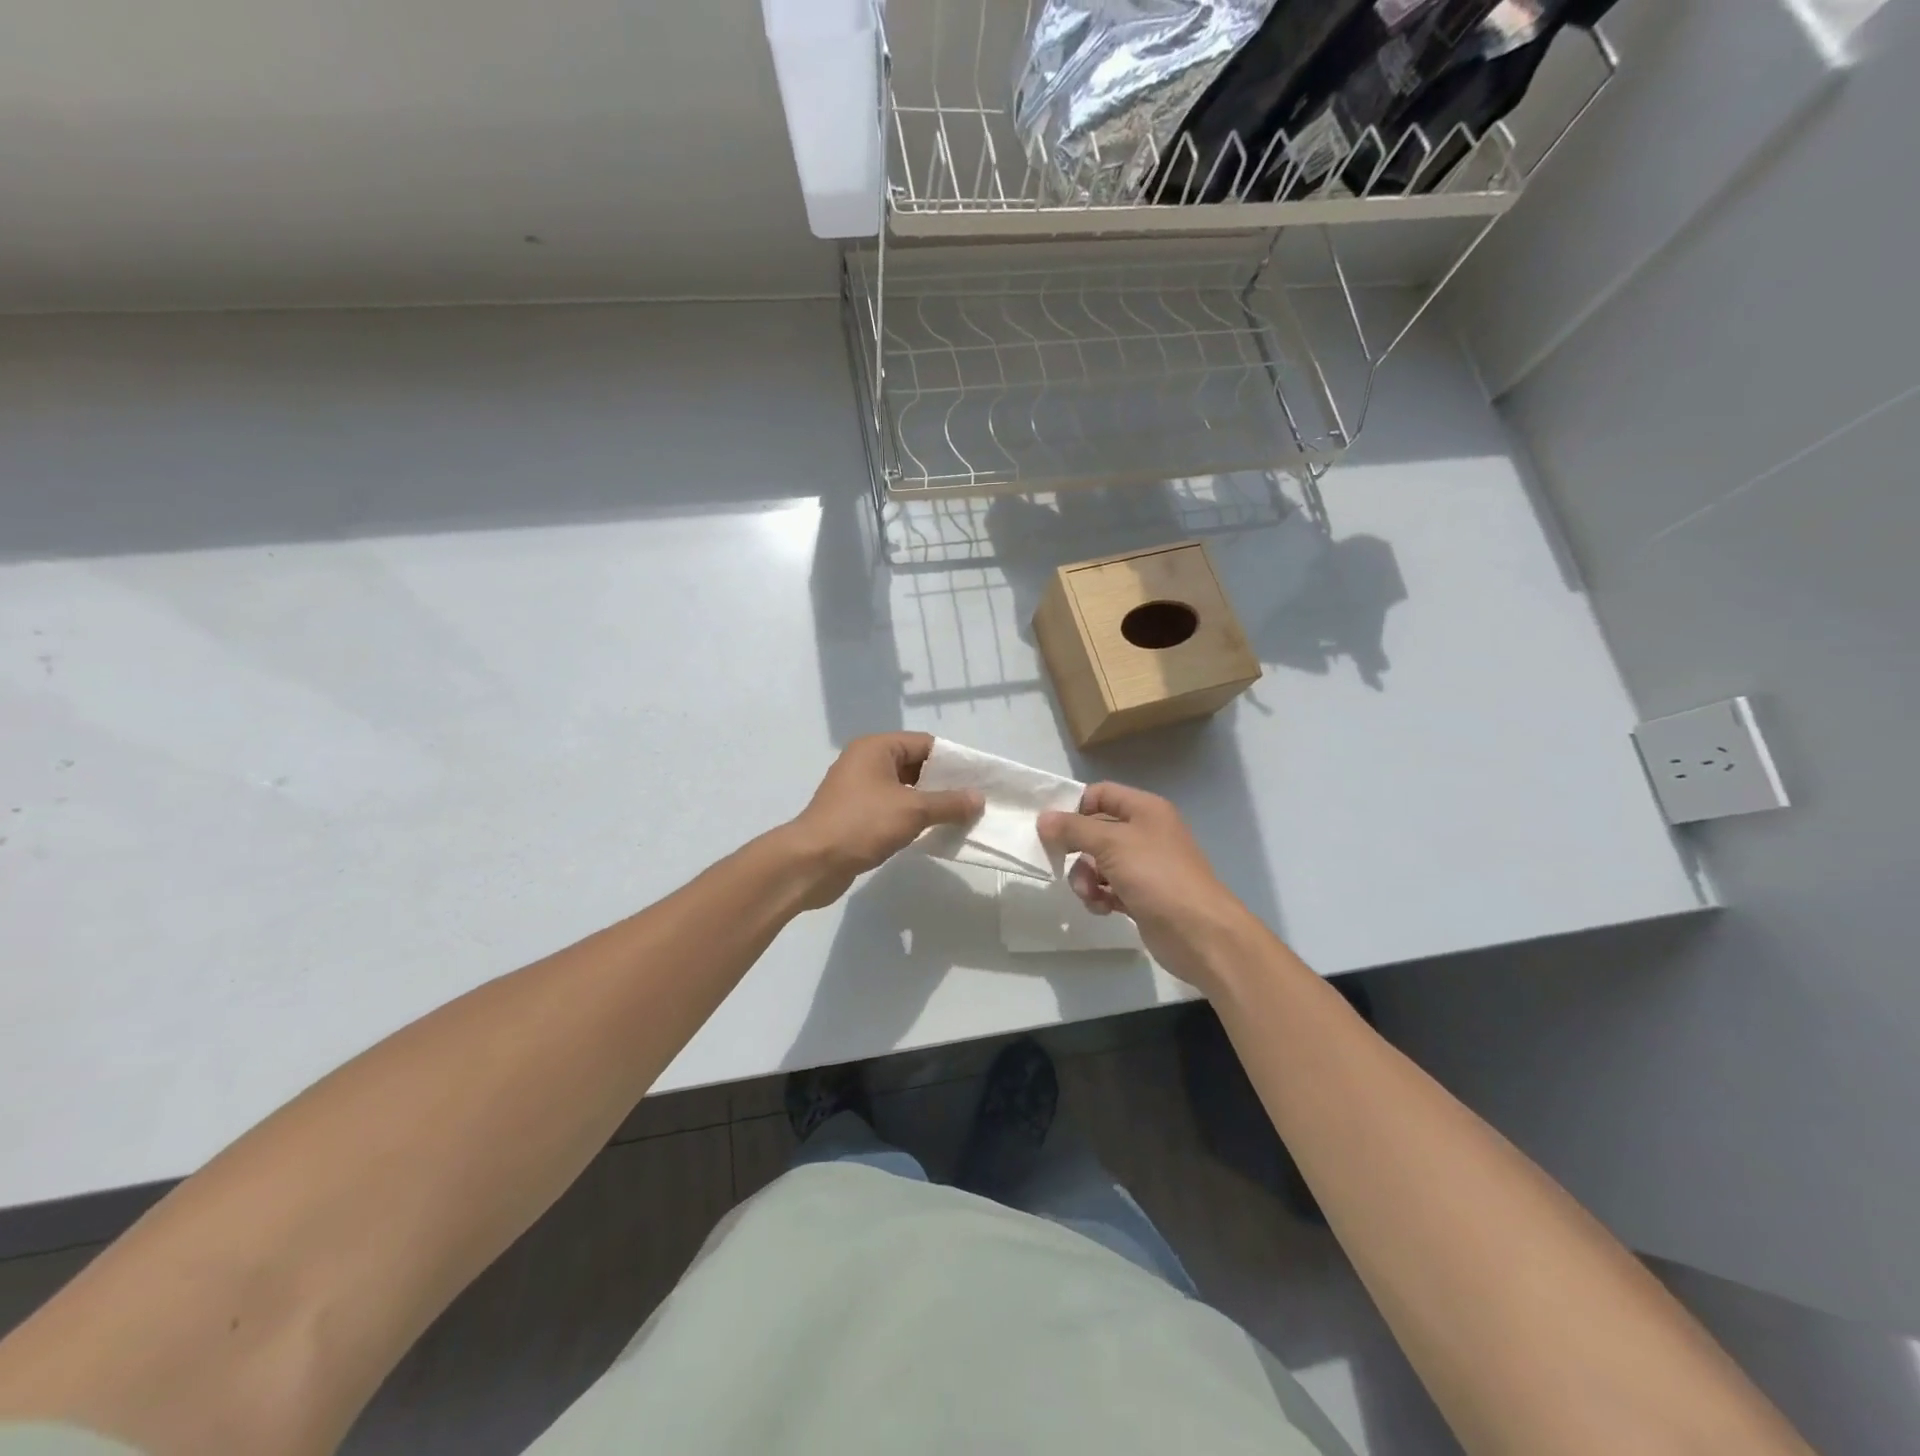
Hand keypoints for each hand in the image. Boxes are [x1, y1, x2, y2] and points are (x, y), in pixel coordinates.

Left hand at [782, 733, 982, 909]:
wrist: (812, 862)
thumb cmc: (862, 824)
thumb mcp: (913, 810)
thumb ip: (949, 803)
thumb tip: (978, 798)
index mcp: (876, 748)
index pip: (925, 744)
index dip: (953, 760)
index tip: (979, 780)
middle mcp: (865, 762)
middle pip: (915, 765)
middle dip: (944, 784)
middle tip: (973, 802)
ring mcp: (858, 789)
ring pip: (904, 789)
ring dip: (929, 803)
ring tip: (959, 818)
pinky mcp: (855, 815)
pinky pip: (892, 808)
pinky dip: (912, 817)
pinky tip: (931, 832)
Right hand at [1039, 782, 1260, 991]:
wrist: (1199, 932)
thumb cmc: (1156, 876)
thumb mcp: (1111, 844)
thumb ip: (1073, 829)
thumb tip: (1043, 819)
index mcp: (1145, 809)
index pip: (1100, 794)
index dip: (1074, 807)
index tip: (1052, 829)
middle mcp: (1146, 832)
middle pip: (1096, 831)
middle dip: (1077, 850)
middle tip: (1060, 863)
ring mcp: (1145, 866)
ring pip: (1098, 863)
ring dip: (1086, 878)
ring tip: (1090, 894)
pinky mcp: (1142, 896)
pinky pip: (1108, 888)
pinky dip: (1100, 896)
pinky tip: (1103, 908)